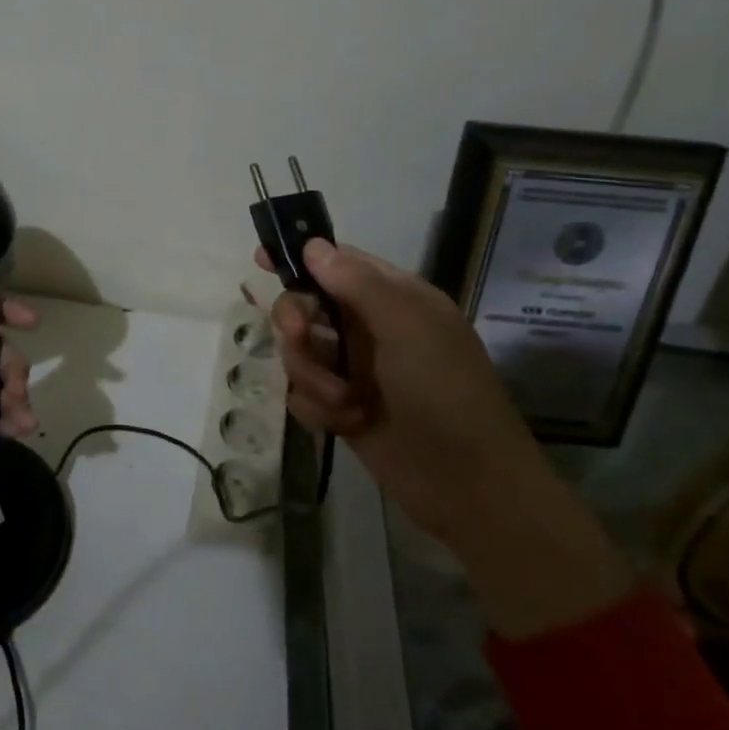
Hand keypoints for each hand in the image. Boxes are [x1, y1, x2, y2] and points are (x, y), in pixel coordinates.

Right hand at [259, 239, 630, 638]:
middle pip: (305, 306)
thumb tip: (313, 246)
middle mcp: (369, 328)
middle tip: (301, 338)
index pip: (337, 263)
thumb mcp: (407, 325)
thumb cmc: (443, 391)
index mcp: (392, 298)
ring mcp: (354, 370)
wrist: (467, 484)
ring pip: (298, 352)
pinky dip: (318, 407)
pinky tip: (346, 423)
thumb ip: (357, 282)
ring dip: (313, 376)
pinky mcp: (341, 408)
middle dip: (297, 324)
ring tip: (344, 401)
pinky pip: (302, 393)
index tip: (261, 259)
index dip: (300, 258)